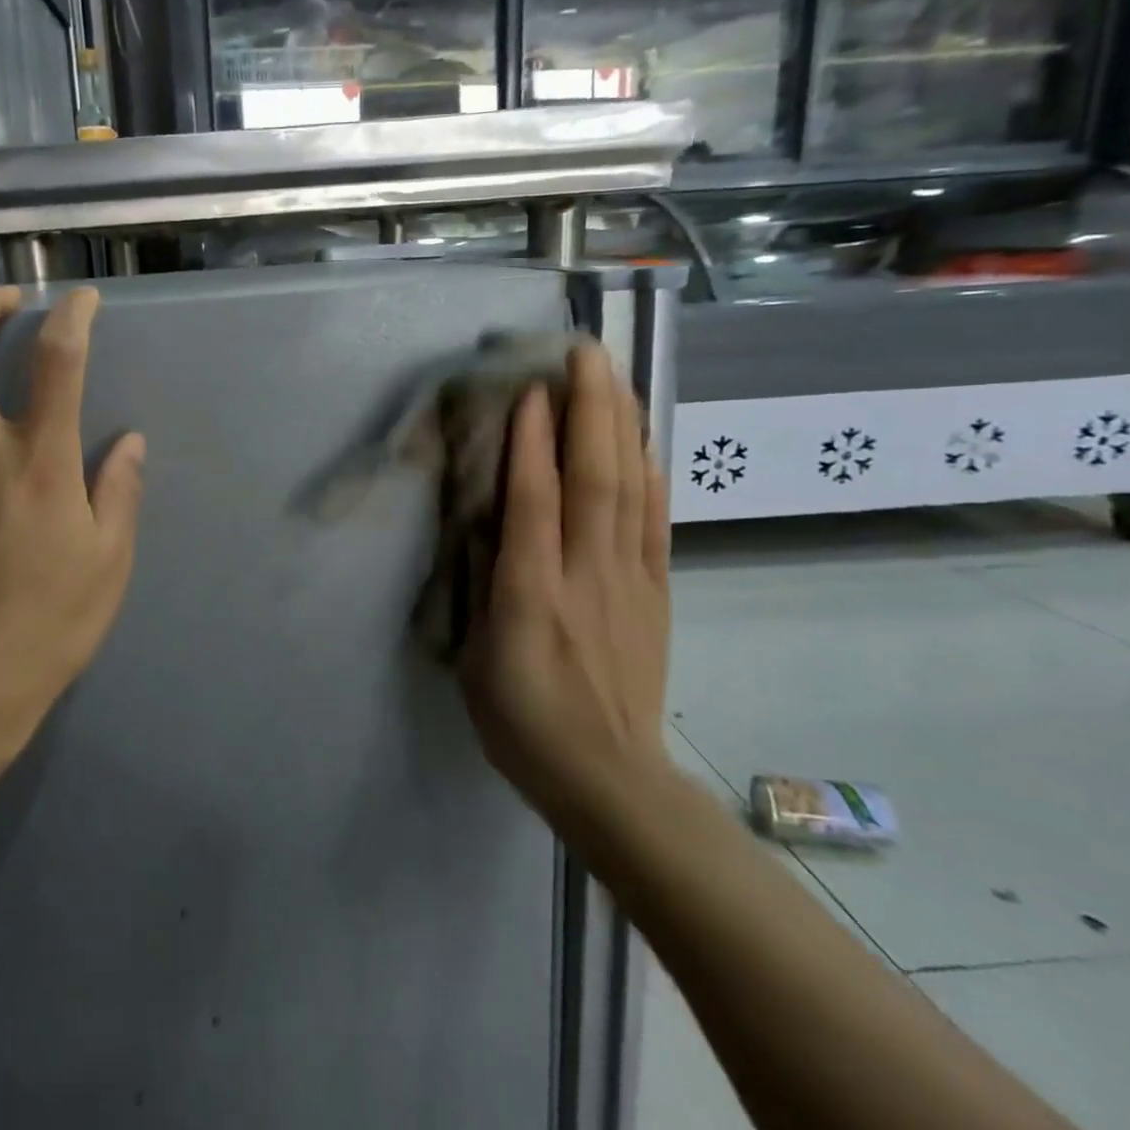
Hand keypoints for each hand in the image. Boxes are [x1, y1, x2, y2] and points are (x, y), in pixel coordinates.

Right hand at [461, 342, 672, 826]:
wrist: (607, 777)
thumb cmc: (521, 720)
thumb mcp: (474, 660)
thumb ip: (477, 586)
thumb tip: (478, 521)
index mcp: (531, 596)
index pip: (535, 502)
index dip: (532, 442)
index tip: (531, 388)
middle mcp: (586, 576)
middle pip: (595, 478)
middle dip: (591, 409)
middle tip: (585, 352)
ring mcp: (629, 581)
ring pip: (631, 489)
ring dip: (623, 427)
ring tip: (615, 376)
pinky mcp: (655, 592)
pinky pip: (654, 521)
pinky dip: (649, 473)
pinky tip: (643, 442)